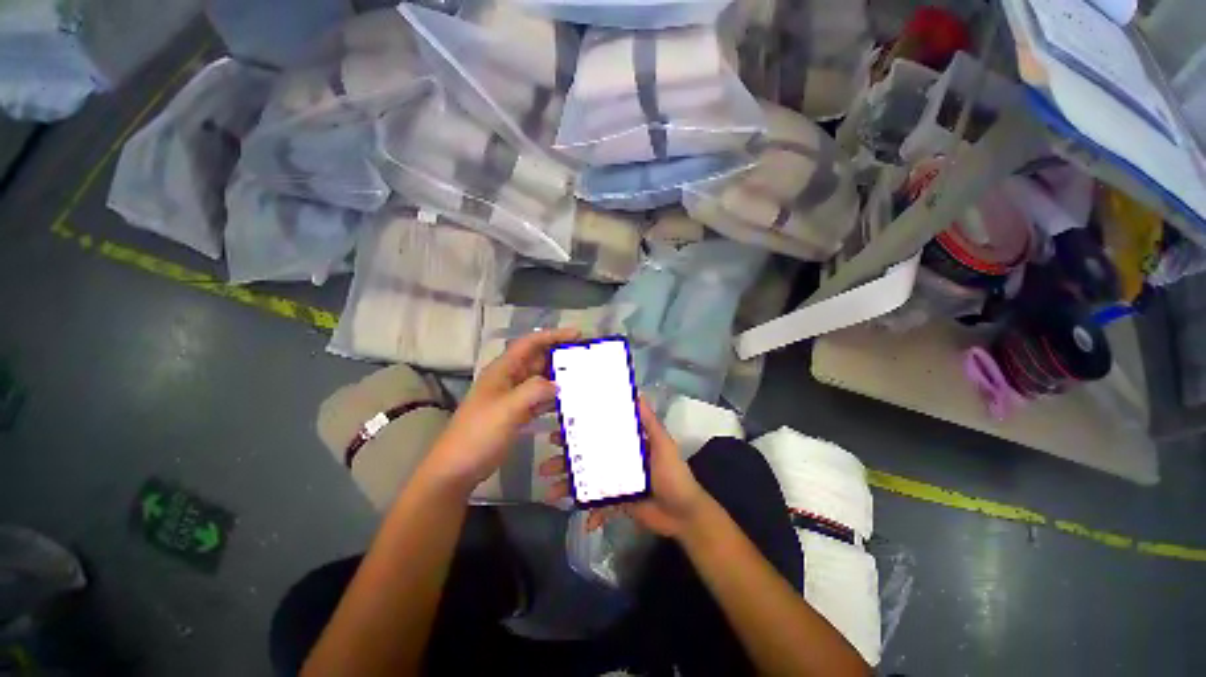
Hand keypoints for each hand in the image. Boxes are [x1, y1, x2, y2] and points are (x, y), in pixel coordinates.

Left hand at [425, 328, 580, 490]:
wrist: (457, 468)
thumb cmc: (479, 434)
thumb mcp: (507, 409)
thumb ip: (534, 390)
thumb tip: (558, 384)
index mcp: (503, 370)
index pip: (530, 343)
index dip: (553, 335)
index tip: (577, 334)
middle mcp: (509, 378)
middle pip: (537, 360)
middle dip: (560, 356)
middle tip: (586, 358)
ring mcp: (512, 396)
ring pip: (540, 379)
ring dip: (559, 377)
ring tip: (583, 378)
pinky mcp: (516, 412)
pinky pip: (539, 398)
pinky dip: (553, 397)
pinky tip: (568, 402)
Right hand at [540, 397, 711, 538]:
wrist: (684, 514)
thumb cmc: (673, 475)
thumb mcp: (663, 445)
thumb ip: (649, 422)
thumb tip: (637, 394)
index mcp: (626, 443)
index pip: (598, 432)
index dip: (579, 430)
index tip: (558, 428)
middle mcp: (618, 459)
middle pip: (587, 457)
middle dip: (565, 460)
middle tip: (544, 462)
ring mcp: (615, 481)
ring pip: (587, 482)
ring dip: (568, 487)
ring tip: (550, 492)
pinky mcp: (617, 502)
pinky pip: (600, 507)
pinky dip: (592, 514)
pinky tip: (585, 522)